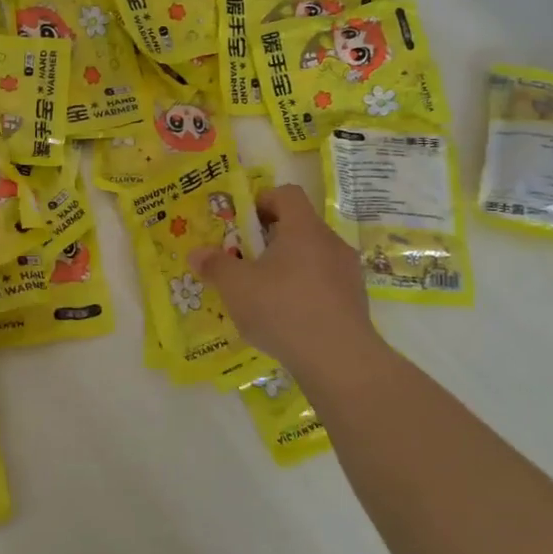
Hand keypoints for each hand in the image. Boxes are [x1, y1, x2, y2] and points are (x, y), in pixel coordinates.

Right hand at [188, 185, 378, 368]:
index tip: (243, 223)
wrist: (338, 359)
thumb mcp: (236, 286)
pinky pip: (325, 284)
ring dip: (288, 267)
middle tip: (245, 260)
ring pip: (313, 257)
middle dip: (270, 239)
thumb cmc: (283, 309)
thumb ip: (215, 265)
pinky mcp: (356, 302)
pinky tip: (287, 318)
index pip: (287, 194)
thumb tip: (196, 253)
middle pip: (299, 226)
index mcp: (303, 228)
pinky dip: (305, 292)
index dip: (263, 200)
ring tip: (264, 294)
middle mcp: (330, 242)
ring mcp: (348, 273)